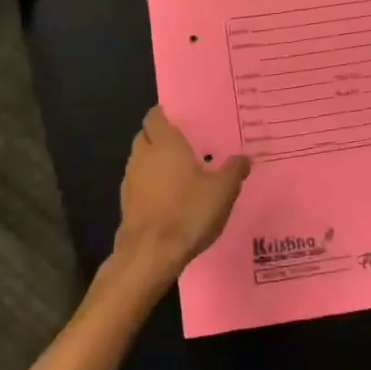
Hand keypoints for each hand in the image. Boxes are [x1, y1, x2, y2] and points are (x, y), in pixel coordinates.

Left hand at [113, 108, 251, 287]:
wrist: (150, 254)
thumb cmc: (187, 212)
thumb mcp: (222, 191)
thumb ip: (234, 171)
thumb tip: (244, 157)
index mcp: (165, 144)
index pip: (155, 116)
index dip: (164, 115)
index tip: (180, 118)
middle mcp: (143, 156)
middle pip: (146, 136)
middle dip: (160, 137)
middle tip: (184, 144)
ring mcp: (130, 180)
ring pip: (140, 160)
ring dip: (154, 161)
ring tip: (178, 171)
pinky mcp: (126, 203)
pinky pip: (138, 183)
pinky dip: (149, 183)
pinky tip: (167, 197)